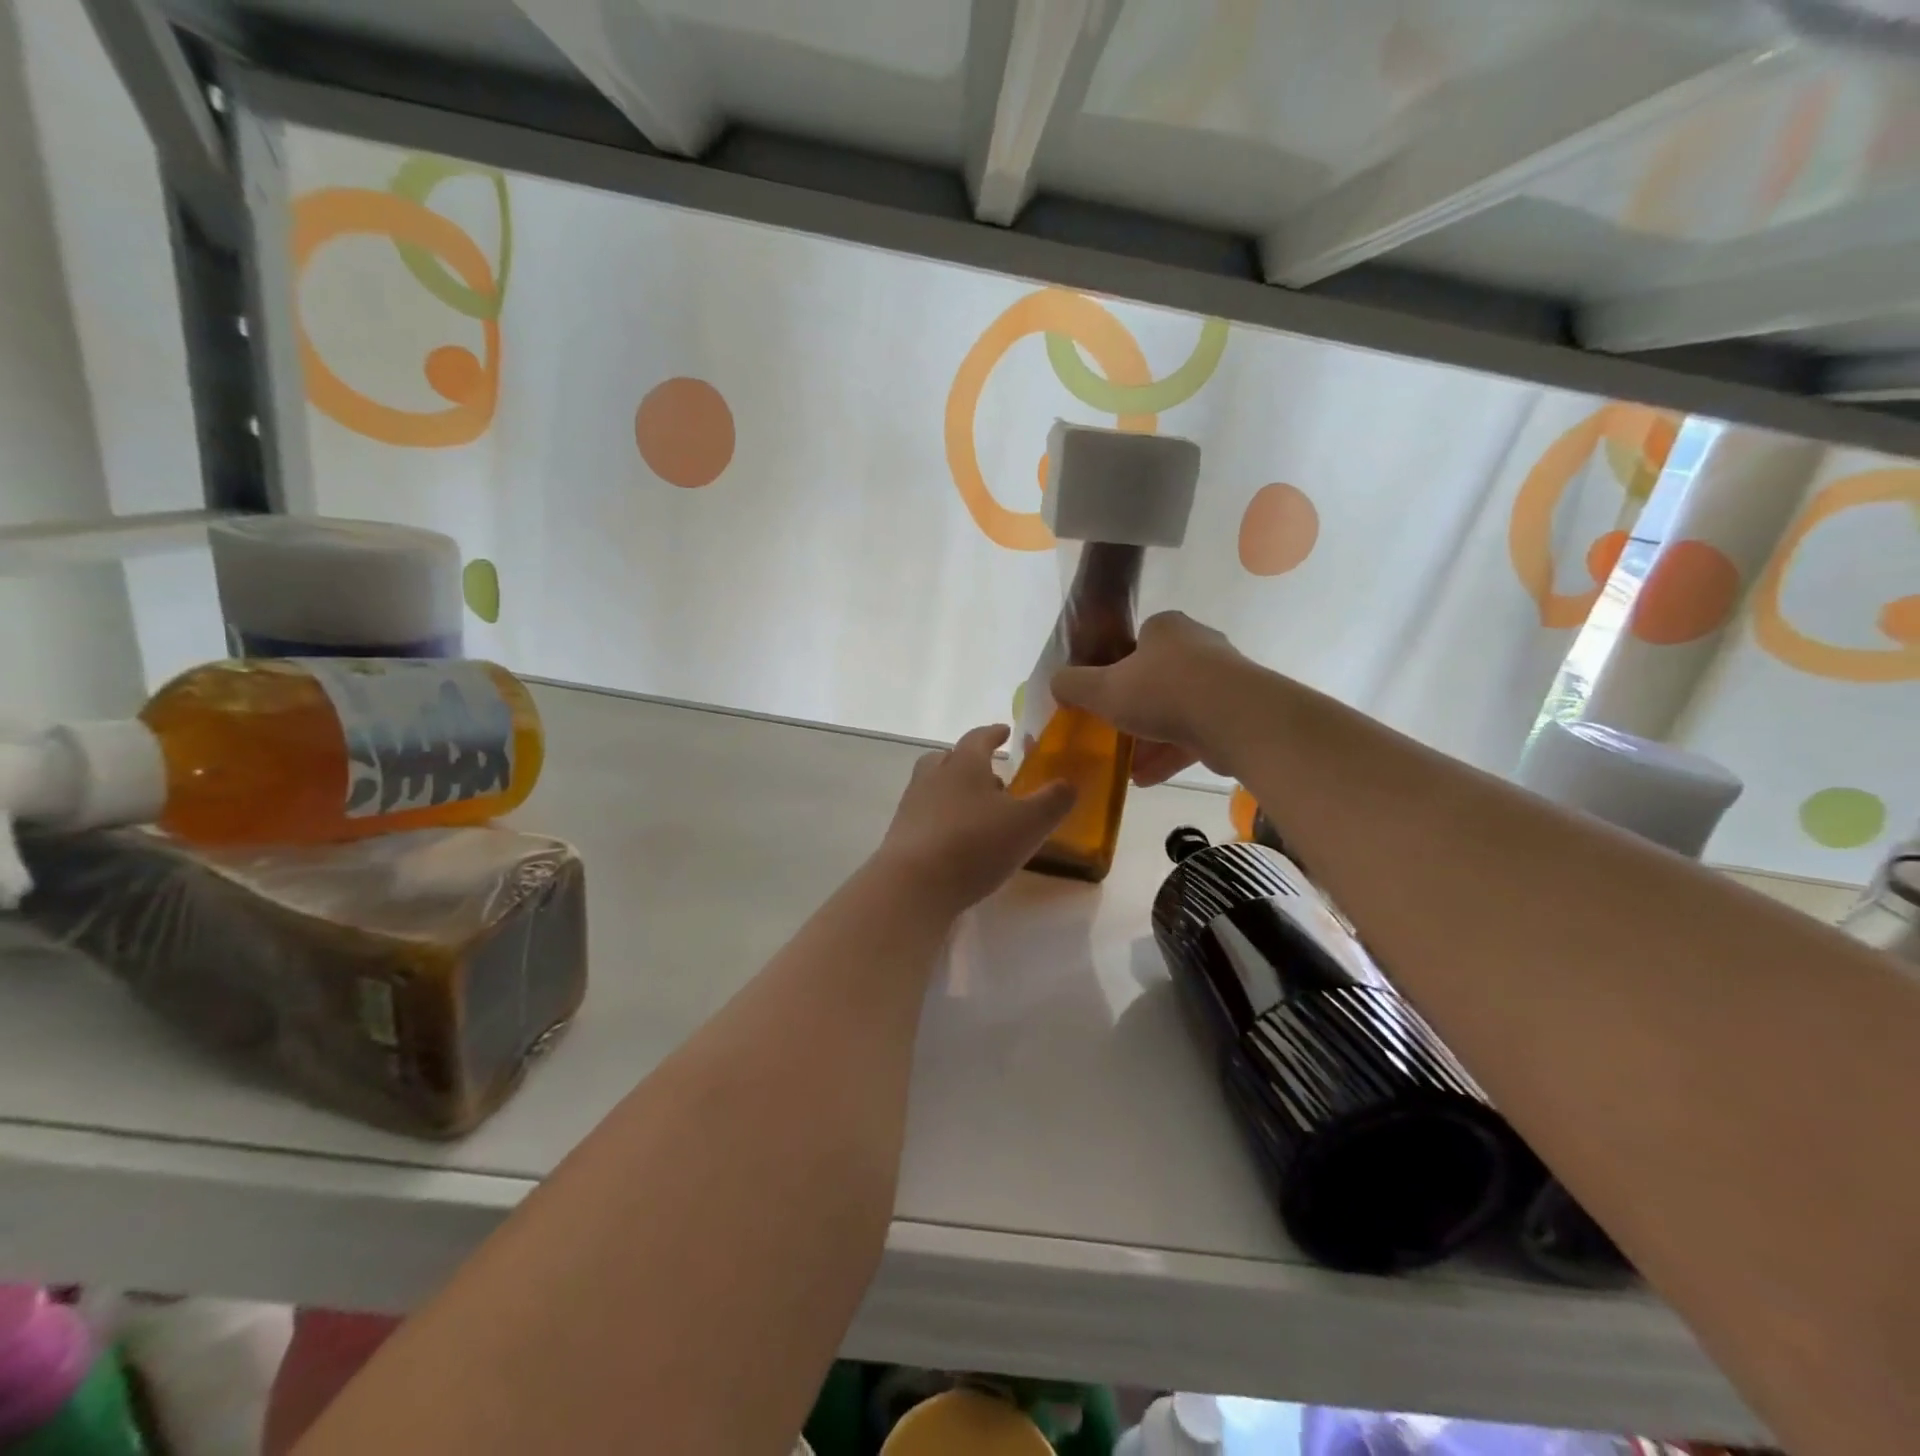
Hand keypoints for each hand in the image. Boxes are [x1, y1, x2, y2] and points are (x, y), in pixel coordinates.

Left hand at [875, 725, 1075, 914]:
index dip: (994, 733)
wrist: (913, 885)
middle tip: (992, 776)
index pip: (979, 738)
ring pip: (934, 786)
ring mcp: (912, 805)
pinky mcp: (901, 835)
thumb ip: (1053, 801)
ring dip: (955, 791)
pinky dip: (942, 819)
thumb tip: (1069, 783)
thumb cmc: (975, 844)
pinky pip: (925, 816)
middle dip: (969, 762)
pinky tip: (958, 841)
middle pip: (948, 758)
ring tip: (978, 812)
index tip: (1004, 731)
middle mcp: (933, 776)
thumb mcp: (1029, 823)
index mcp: (964, 764)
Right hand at [1051, 611, 1253, 786]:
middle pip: (1155, 680)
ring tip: (1126, 766)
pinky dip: (1170, 754)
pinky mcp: (1237, 713)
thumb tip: (1057, 684)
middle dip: (1132, 711)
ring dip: (1149, 739)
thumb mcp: (1102, 689)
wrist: (1236, 719)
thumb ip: (1073, 685)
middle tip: (1111, 734)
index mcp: (1166, 629)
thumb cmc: (1162, 692)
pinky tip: (1146, 778)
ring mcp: (1222, 681)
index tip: (1102, 697)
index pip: (1135, 643)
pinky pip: (1195, 733)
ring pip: (1175, 711)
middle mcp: (1197, 647)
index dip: (1114, 670)